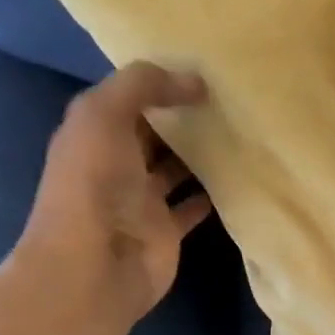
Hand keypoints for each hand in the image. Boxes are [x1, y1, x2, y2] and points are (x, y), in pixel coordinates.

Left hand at [10, 62, 213, 331]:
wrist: (96, 265)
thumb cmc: (95, 185)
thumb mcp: (104, 115)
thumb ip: (143, 85)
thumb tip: (195, 80)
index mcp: (94, 132)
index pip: (128, 98)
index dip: (159, 83)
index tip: (203, 68)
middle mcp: (116, 163)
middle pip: (154, 133)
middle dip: (184, 116)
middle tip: (230, 98)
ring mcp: (142, 200)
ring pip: (176, 168)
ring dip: (201, 154)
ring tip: (240, 132)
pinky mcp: (166, 230)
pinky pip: (193, 207)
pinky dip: (211, 194)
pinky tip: (239, 177)